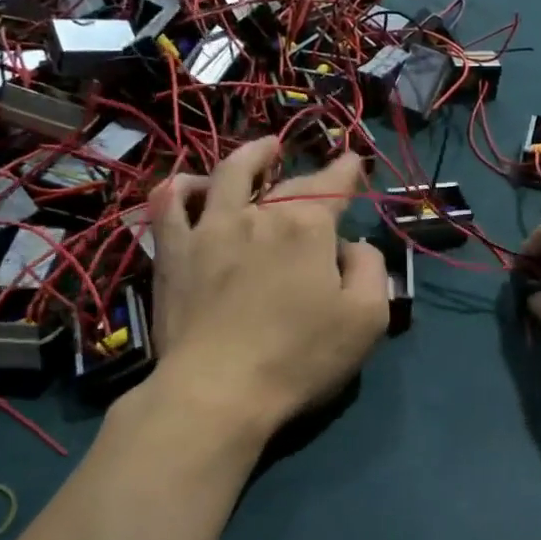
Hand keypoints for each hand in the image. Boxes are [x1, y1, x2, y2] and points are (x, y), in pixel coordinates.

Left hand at [145, 138, 389, 441]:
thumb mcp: (367, 318)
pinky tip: (191, 185)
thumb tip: (350, 247)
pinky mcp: (173, 253)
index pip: (333, 185)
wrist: (217, 390)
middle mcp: (259, 214)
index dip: (348, 170)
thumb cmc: (300, 357)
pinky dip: (181, 188)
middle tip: (323, 173)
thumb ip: (370, 269)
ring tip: (263, 148)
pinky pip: (170, 206)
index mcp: (307, 226)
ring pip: (228, 175)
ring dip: (250, 156)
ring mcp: (210, 229)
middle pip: (288, 183)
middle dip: (311, 174)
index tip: (355, 161)